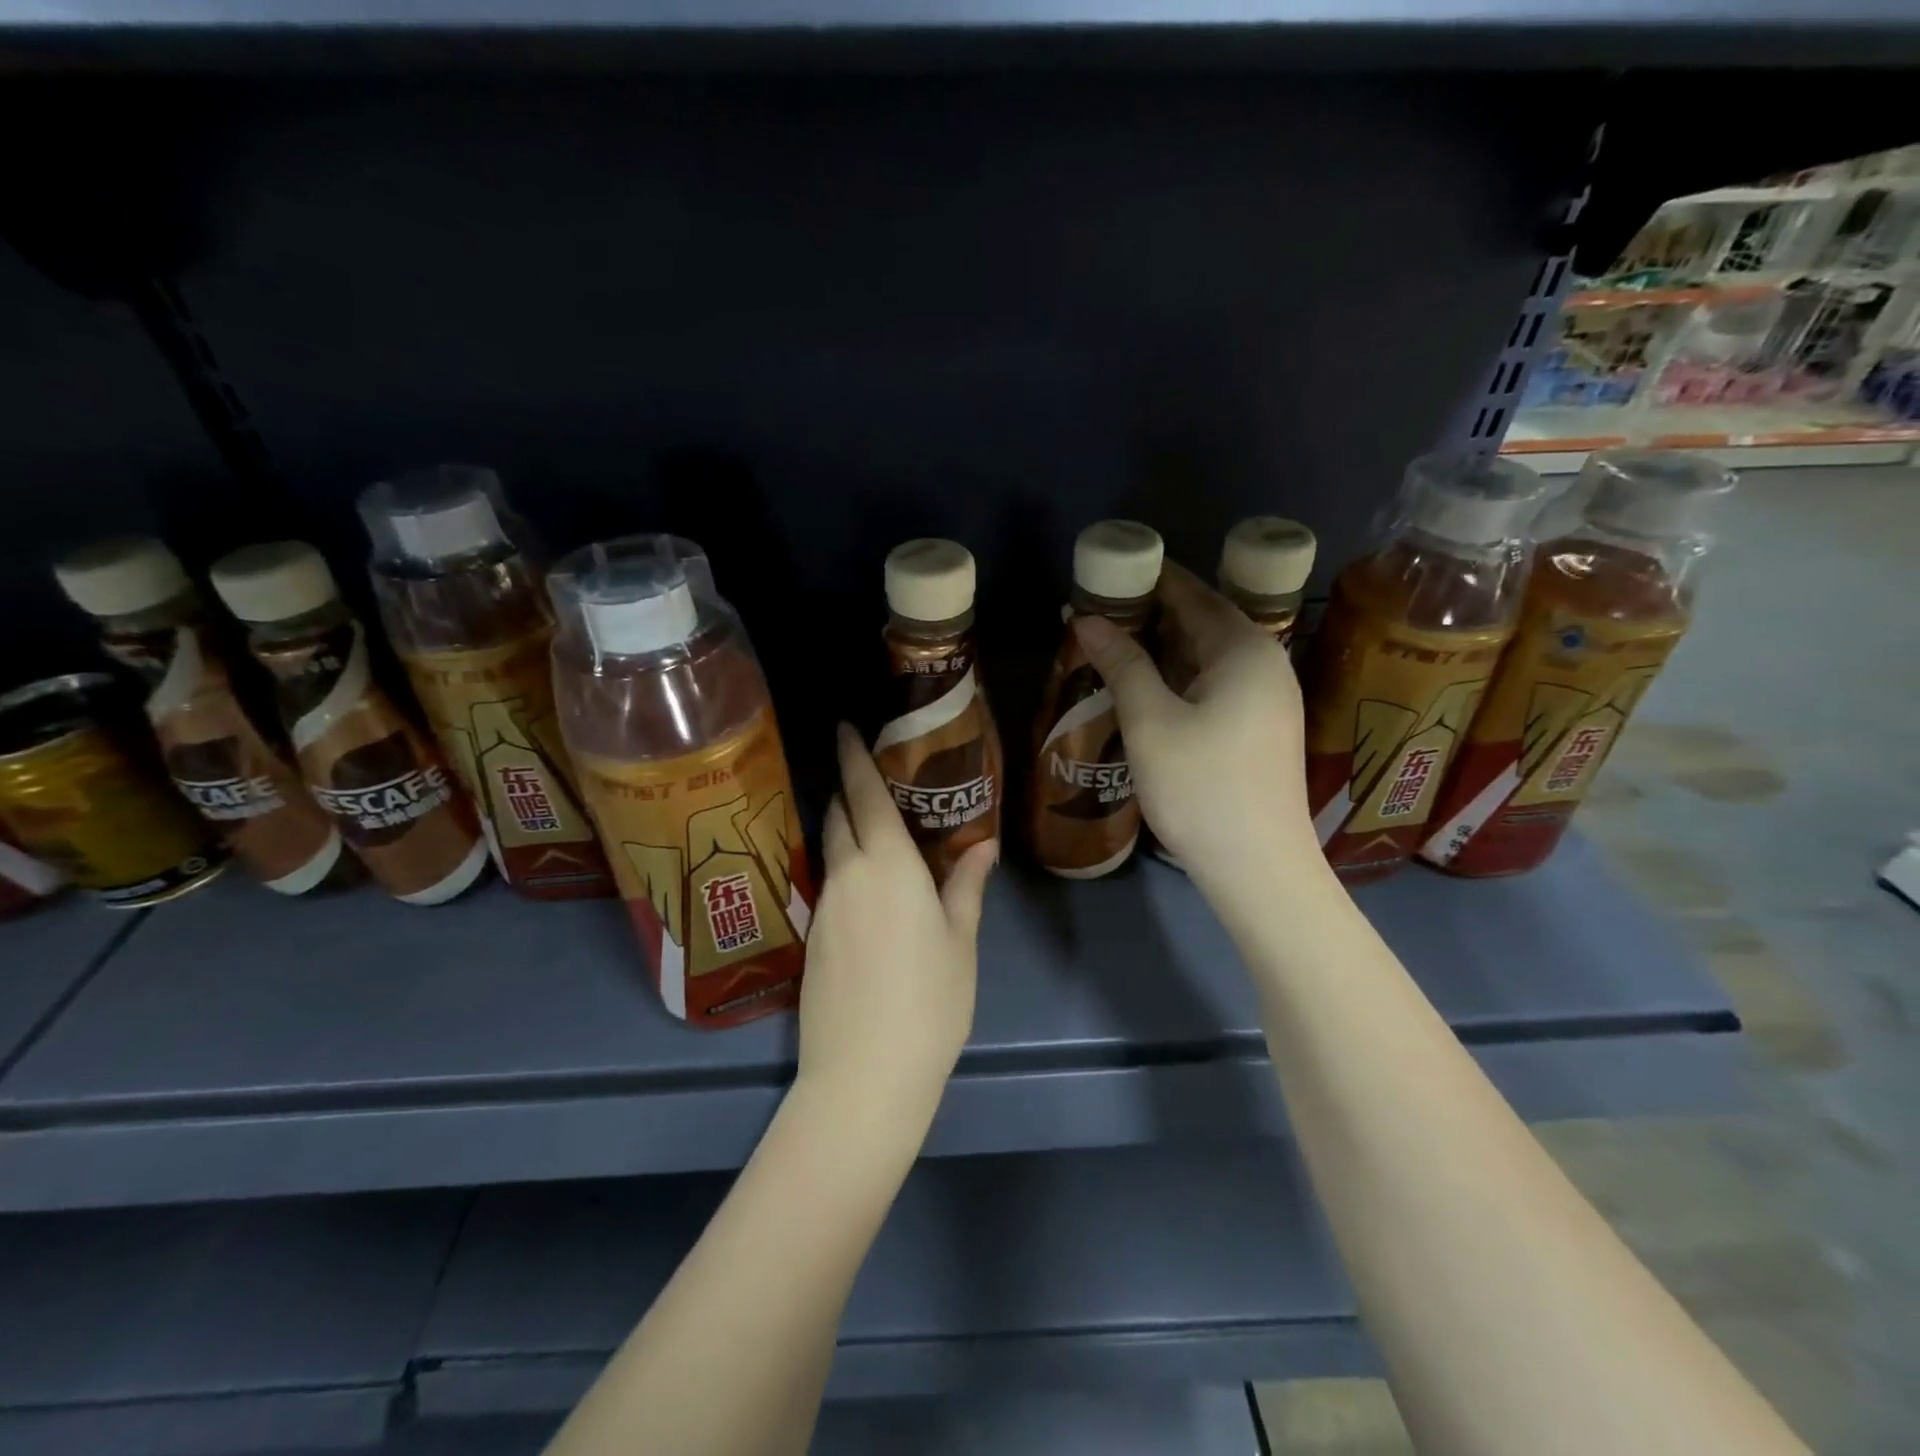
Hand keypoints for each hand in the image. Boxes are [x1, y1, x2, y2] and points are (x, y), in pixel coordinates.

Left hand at [794, 722, 996, 1135]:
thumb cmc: (929, 1000)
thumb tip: (982, 844)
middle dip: (845, 790)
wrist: (864, 1073)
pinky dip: (843, 868)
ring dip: (843, 829)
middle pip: (838, 817)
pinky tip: (864, 889)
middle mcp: (848, 875)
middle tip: (864, 776)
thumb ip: (967, 885)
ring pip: (830, 850)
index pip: (865, 794)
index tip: (843, 727)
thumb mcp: (960, 939)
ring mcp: (823, 907)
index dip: (853, 756)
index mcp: (888, 865)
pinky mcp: (811, 938)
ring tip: (869, 828)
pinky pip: (828, 884)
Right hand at [1071, 560, 1318, 887]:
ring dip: (1163, 648)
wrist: (1258, 868)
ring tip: (1113, 645)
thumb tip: (1086, 618)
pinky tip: (1148, 687)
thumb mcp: (1150, 721)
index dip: (1150, 581)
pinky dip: (1180, 677)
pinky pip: (1216, 684)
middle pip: (1204, 622)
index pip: (1193, 595)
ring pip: (1209, 657)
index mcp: (1245, 650)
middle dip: (1152, 614)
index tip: (1109, 571)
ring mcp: (1269, 699)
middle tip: (1099, 612)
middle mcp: (1266, 664)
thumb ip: (1122, 663)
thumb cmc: (1201, 787)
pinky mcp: (1262, 729)